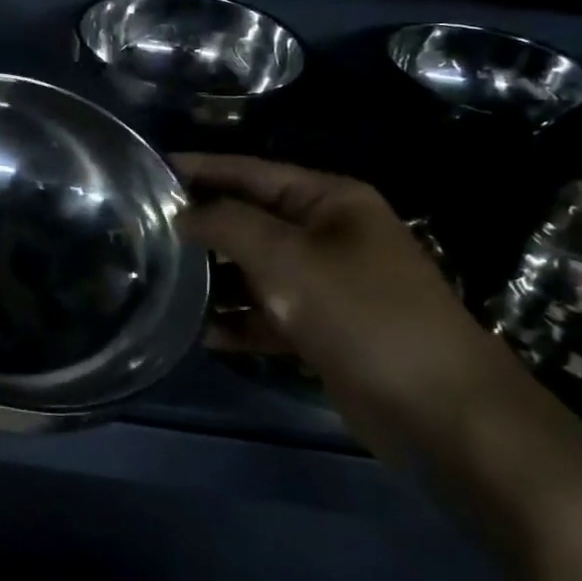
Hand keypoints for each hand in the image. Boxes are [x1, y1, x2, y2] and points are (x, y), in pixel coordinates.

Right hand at [175, 153, 527, 462]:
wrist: (440, 411)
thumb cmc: (362, 314)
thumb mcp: (287, 259)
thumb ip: (227, 226)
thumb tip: (182, 214)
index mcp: (329, 200)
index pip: (249, 172)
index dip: (199, 169)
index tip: (148, 170)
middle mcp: (326, 234)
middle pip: (249, 221)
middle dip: (201, 228)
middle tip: (141, 232)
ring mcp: (325, 284)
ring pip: (254, 271)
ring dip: (214, 280)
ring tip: (161, 283)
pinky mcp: (322, 330)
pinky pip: (267, 314)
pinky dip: (238, 322)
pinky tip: (202, 333)